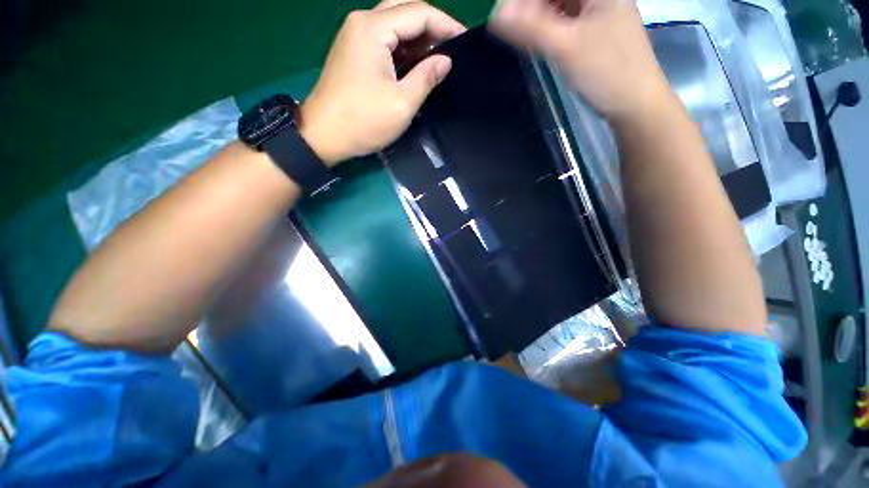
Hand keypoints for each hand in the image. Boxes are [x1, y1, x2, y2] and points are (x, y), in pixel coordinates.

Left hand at [299, 0, 464, 165]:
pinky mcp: (353, 51)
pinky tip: (415, 63)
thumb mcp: (402, 103)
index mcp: (373, 29)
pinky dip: (403, 48)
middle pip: (405, 11)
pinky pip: (383, 39)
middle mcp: (362, 22)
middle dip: (432, 27)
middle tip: (451, 49)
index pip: (419, 12)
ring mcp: (354, 36)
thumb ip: (426, 77)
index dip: (446, 24)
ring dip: (417, 38)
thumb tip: (445, 61)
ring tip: (438, 58)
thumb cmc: (363, 121)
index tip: (465, 42)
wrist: (323, 135)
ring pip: (394, 24)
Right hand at [490, 0, 670, 121]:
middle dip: (529, 6)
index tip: (503, 12)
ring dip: (536, 15)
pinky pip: (565, 18)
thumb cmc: (606, 72)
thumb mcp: (565, 47)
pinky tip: (535, 36)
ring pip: (560, 4)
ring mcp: (598, 10)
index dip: (525, 1)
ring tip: (517, 29)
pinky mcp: (594, 29)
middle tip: (507, 21)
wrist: (635, 103)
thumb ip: (529, 28)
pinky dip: (548, 25)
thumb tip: (494, 12)